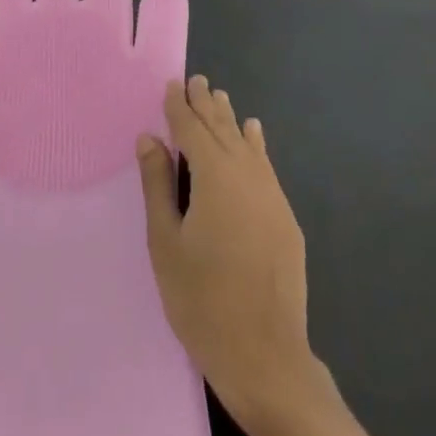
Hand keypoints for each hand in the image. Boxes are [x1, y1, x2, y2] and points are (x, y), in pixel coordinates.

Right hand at [138, 76, 329, 428]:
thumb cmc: (201, 300)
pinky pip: (266, 166)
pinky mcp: (285, 218)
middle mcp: (247, 176)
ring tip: (219, 98)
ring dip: (230, 121)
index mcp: (215, 178)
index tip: (171, 84)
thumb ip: (158, 185)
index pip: (193, 130)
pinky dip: (256, 146)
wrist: (264, 355)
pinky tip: (254, 135)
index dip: (179, 107)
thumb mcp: (166, 242)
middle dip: (206, 105)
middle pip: (223, 130)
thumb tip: (150, 138)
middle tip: (196, 80)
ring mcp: (271, 196)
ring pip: (247, 145)